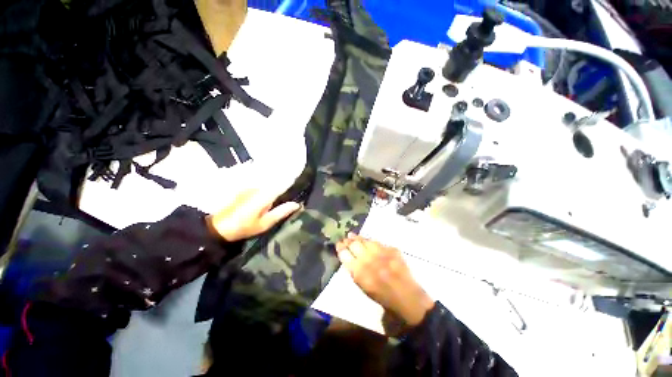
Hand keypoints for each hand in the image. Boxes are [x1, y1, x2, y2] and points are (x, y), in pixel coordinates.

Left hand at [207, 188, 300, 241]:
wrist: (218, 227)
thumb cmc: (243, 227)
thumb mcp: (265, 224)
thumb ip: (281, 212)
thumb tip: (297, 204)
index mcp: (265, 195)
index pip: (283, 183)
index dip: (292, 180)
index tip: (301, 179)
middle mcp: (258, 187)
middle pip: (276, 181)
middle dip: (286, 183)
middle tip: (295, 189)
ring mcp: (251, 187)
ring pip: (269, 183)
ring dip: (277, 185)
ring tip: (285, 192)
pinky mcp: (246, 189)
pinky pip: (262, 186)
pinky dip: (269, 189)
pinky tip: (271, 195)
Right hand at [336, 234, 434, 325]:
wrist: (407, 297)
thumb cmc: (383, 297)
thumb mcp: (364, 287)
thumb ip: (355, 271)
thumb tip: (348, 256)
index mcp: (360, 274)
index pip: (345, 255)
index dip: (340, 248)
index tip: (338, 244)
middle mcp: (370, 261)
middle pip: (354, 244)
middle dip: (348, 241)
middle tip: (345, 239)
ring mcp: (382, 254)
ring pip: (365, 240)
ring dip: (357, 238)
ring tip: (352, 235)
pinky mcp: (392, 250)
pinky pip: (377, 242)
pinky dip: (370, 241)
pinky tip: (368, 241)